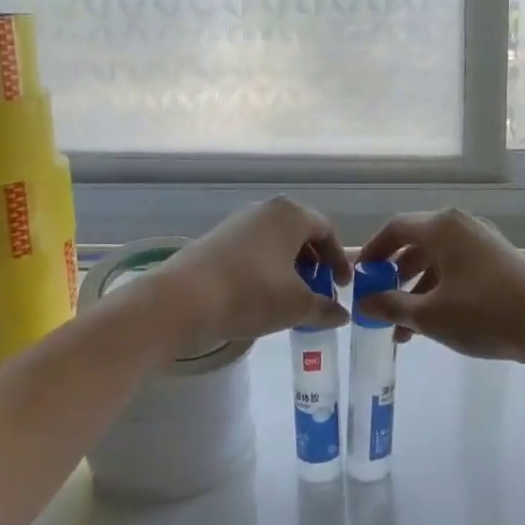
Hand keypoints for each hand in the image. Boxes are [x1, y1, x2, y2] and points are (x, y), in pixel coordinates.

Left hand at [153, 198, 351, 342]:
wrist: (181, 300)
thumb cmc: (251, 294)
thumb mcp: (297, 306)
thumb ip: (325, 308)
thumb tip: (341, 314)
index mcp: (291, 215)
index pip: (327, 230)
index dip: (339, 260)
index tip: (342, 286)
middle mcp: (264, 210)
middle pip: (300, 235)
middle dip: (314, 265)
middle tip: (318, 293)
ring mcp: (236, 223)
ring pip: (275, 244)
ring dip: (289, 270)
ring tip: (290, 299)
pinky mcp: (215, 241)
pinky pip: (253, 252)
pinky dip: (265, 271)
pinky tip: (261, 298)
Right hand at [355, 209, 524, 362]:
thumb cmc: (484, 314)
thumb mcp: (430, 315)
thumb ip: (392, 306)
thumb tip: (364, 303)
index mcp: (442, 227)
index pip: (395, 228)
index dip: (372, 251)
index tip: (359, 277)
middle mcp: (462, 226)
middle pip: (416, 244)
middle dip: (394, 275)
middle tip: (379, 302)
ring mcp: (483, 243)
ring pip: (438, 261)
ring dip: (416, 290)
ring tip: (403, 329)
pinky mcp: (499, 262)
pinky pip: (458, 270)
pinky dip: (440, 291)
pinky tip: (432, 325)